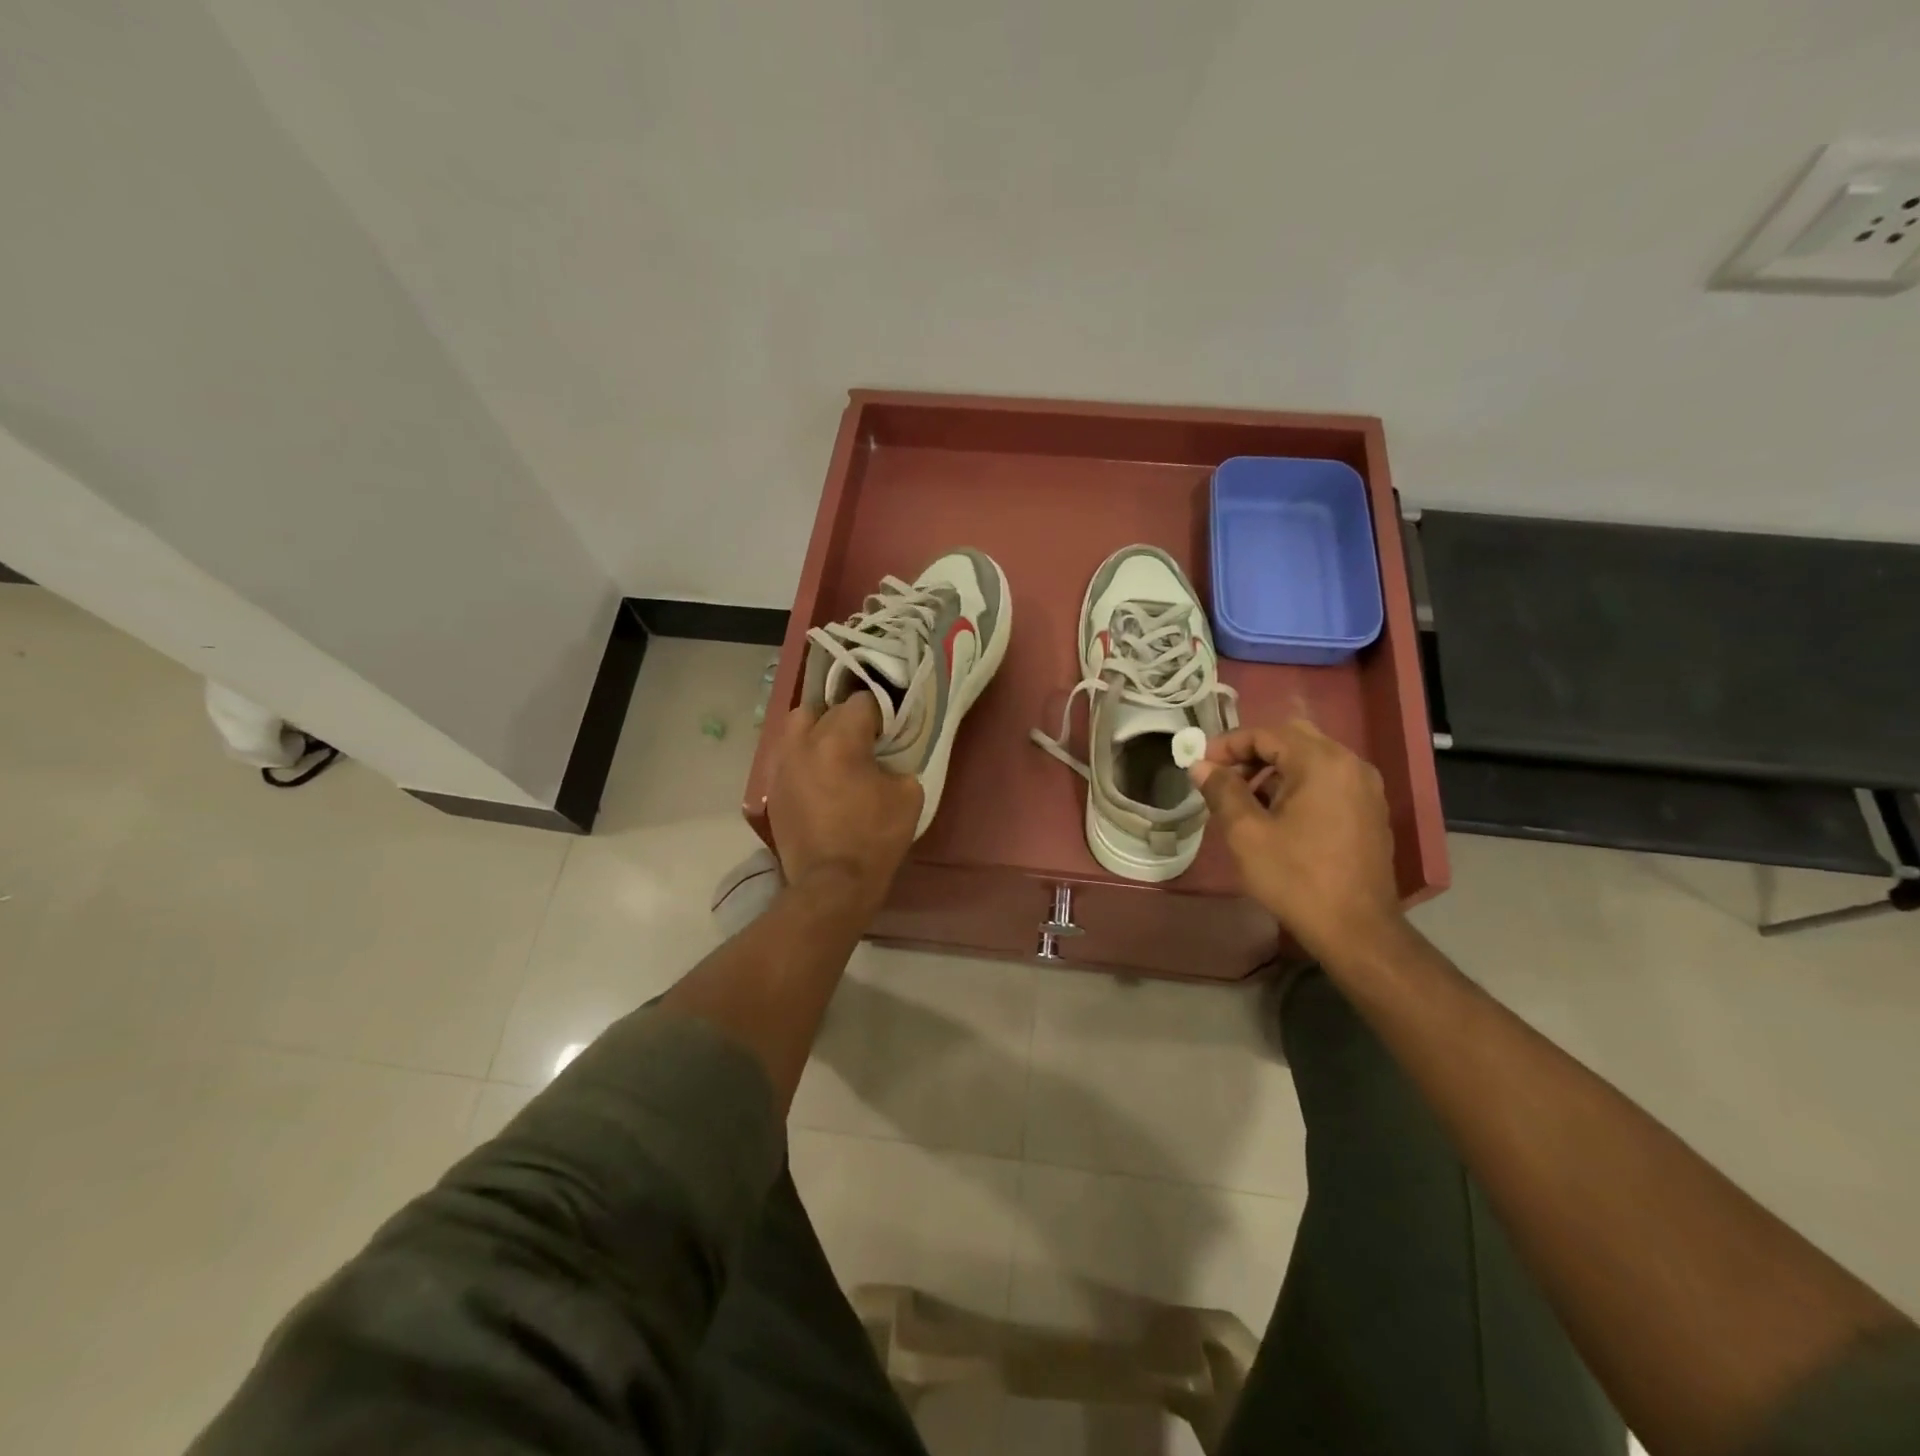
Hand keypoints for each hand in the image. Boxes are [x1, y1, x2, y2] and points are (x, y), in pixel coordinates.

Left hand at [767, 695, 922, 907]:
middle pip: (825, 709)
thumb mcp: (909, 795)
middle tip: (863, 741)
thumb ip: (898, 763)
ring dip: (817, 732)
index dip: (880, 713)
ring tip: (834, 754)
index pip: (861, 701)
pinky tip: (819, 781)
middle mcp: (804, 743)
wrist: (832, 885)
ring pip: (797, 727)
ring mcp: (782, 766)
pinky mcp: (772, 790)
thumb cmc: (875, 838)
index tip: (889, 732)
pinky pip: (788, 757)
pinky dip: (804, 759)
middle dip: (846, 719)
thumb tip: (886, 760)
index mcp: (840, 739)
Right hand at [1189, 720, 1403, 962]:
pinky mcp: (1369, 811)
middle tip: (1223, 777)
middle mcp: (1350, 764)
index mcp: (1321, 762)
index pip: (1266, 733)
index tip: (1201, 766)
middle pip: (1292, 738)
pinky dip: (1297, 785)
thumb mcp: (1246, 833)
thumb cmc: (1296, 878)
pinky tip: (1277, 816)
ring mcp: (1365, 788)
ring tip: (1244, 800)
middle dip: (1253, 753)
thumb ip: (1222, 791)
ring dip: (1274, 770)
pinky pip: (1327, 781)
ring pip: (1311, 759)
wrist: (1356, 930)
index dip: (1227, 745)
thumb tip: (1200, 766)